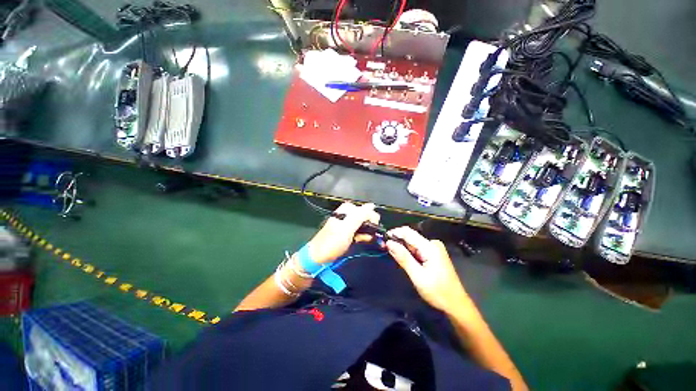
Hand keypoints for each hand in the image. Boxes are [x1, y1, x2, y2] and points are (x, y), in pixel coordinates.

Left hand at [307, 202, 380, 263]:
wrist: (318, 257)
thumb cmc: (332, 242)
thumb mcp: (347, 228)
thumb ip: (360, 216)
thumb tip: (372, 205)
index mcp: (346, 210)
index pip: (365, 209)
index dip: (372, 218)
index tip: (376, 228)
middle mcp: (347, 214)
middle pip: (365, 216)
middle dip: (371, 225)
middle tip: (373, 235)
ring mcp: (347, 224)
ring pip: (363, 224)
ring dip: (368, 231)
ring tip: (370, 239)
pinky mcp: (347, 233)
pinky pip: (359, 231)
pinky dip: (363, 235)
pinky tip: (365, 239)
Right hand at [385, 227, 467, 312]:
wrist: (456, 304)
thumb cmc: (438, 292)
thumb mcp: (417, 276)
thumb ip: (403, 257)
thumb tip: (389, 243)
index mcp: (430, 247)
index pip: (408, 232)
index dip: (394, 233)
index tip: (383, 239)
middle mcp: (432, 244)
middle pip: (410, 237)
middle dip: (398, 242)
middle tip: (386, 250)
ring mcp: (434, 248)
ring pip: (413, 243)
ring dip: (403, 249)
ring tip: (396, 258)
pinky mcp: (434, 254)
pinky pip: (417, 249)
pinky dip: (410, 253)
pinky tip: (407, 261)